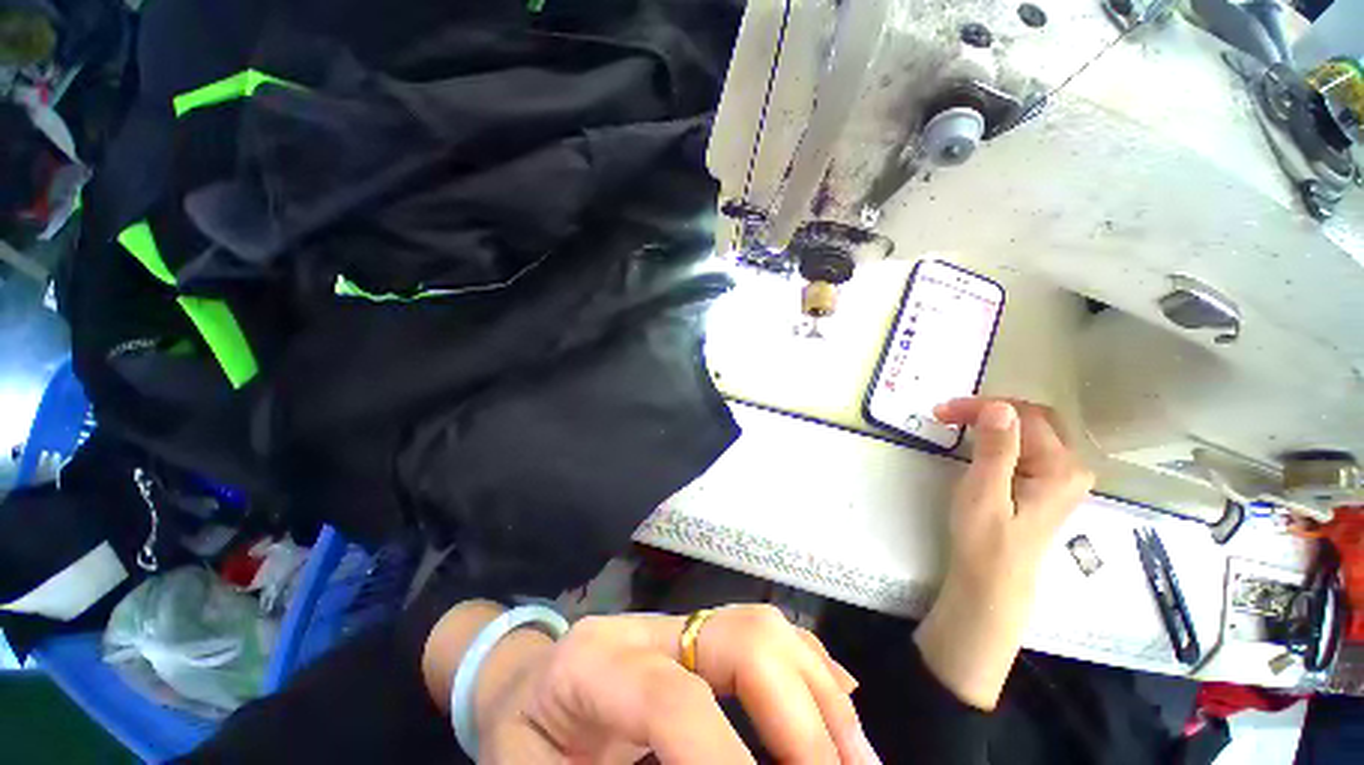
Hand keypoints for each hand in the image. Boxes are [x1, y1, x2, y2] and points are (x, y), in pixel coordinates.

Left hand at [423, 603, 880, 763]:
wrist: (526, 686)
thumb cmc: (524, 741)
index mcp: (596, 662)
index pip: (676, 701)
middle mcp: (648, 628)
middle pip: (741, 637)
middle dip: (801, 718)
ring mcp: (679, 625)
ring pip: (764, 629)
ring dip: (819, 698)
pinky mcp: (699, 636)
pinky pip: (766, 637)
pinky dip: (810, 676)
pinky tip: (836, 719)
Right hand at [913, 398, 1093, 709]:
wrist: (993, 581)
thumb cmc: (985, 539)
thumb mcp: (984, 492)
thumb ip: (996, 449)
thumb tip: (999, 407)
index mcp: (1060, 468)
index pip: (1023, 417)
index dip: (982, 407)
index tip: (942, 410)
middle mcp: (1072, 468)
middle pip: (1035, 418)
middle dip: (991, 408)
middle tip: (950, 413)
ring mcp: (1063, 476)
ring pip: (1033, 429)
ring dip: (995, 419)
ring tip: (959, 422)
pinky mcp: (1049, 484)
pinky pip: (1030, 444)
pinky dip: (1002, 434)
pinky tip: (981, 439)